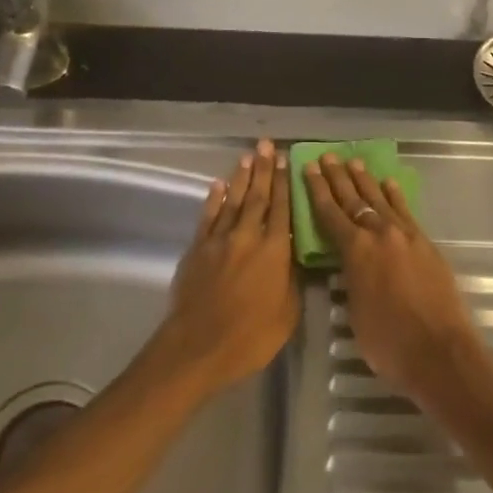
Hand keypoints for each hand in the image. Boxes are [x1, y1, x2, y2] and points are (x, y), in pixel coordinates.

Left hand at [149, 139, 299, 396]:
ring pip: (232, 200)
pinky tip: (218, 185)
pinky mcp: (197, 249)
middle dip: (264, 169)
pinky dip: (213, 200)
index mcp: (275, 250)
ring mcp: (220, 240)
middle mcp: (248, 236)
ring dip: (241, 177)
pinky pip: (208, 217)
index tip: (287, 160)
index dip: (285, 182)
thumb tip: (295, 258)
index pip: (282, 207)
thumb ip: (293, 280)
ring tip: (247, 156)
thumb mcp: (288, 313)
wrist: (197, 347)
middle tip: (267, 145)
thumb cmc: (250, 337)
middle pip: (257, 196)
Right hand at [301, 155, 492, 411]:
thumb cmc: (388, 342)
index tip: (309, 168)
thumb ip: (350, 280)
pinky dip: (395, 196)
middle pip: (354, 200)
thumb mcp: (355, 312)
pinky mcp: (425, 242)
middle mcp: (378, 234)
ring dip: (365, 181)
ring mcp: (405, 235)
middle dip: (338, 178)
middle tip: (328, 156)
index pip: (330, 213)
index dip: (317, 190)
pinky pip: (405, 212)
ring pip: (380, 200)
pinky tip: (389, 184)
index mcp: (355, 251)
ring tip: (354, 162)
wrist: (439, 350)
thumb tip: (351, 266)